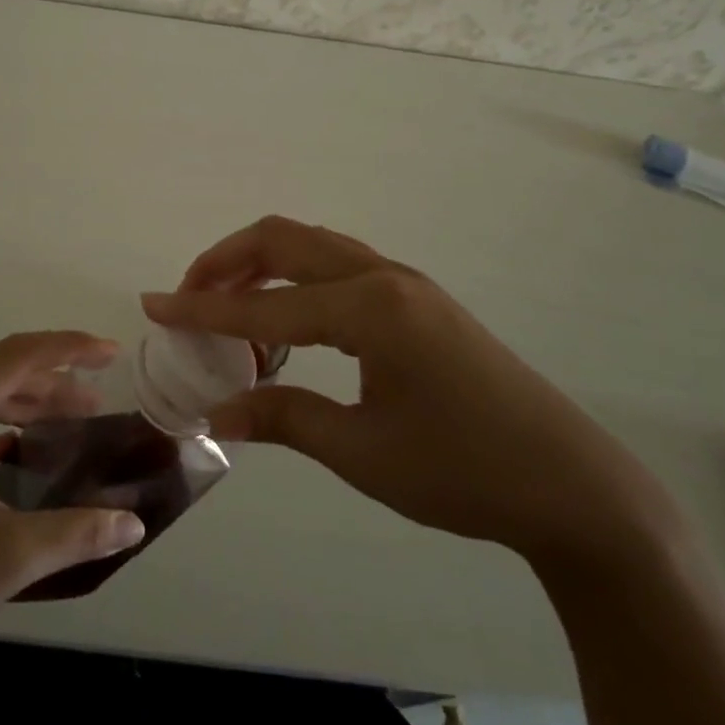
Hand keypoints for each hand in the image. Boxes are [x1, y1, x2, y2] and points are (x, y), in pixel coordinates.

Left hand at [0, 331, 146, 696]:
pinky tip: (11, 451)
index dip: (68, 348)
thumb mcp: (6, 560)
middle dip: (49, 386)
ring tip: (61, 425)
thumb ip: (77, 533)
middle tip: (94, 405)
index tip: (109, 353)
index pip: (15, 357)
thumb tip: (134, 525)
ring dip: (17, 407)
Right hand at [142, 216, 680, 571]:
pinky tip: (285, 317)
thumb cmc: (463, 471)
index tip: (153, 304)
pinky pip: (337, 266)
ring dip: (261, 264)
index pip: (263, 306)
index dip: (202, 307)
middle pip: (284, 240)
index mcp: (369, 308)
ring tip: (227, 303)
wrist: (571, 484)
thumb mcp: (363, 452)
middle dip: (226, 262)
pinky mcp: (417, 299)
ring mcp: (404, 282)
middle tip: (187, 296)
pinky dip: (295, 278)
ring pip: (312, 246)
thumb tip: (216, 413)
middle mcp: (383, 277)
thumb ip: (283, 419)